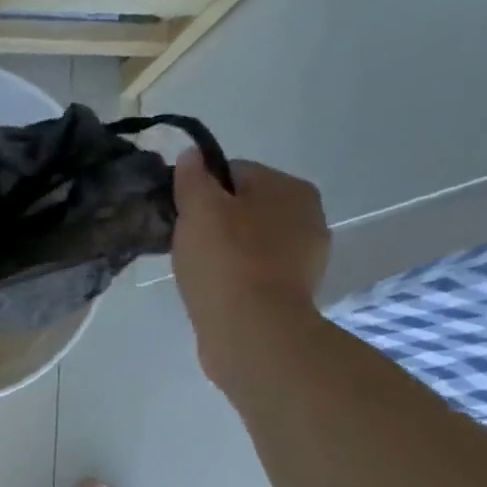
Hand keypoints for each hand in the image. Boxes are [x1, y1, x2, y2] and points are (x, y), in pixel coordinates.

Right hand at [171, 149, 329, 390]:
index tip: (178, 215)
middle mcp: (308, 216)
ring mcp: (305, 258)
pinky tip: (215, 292)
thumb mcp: (198, 211)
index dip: (200, 190)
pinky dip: (235, 278)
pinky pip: (255, 273)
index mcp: (289, 188)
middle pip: (245, 208)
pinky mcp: (293, 293)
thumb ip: (192, 179)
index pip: (234, 172)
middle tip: (184, 246)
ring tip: (197, 273)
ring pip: (251, 242)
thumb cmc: (225, 262)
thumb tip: (191, 155)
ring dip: (225, 252)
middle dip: (215, 222)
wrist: (253, 331)